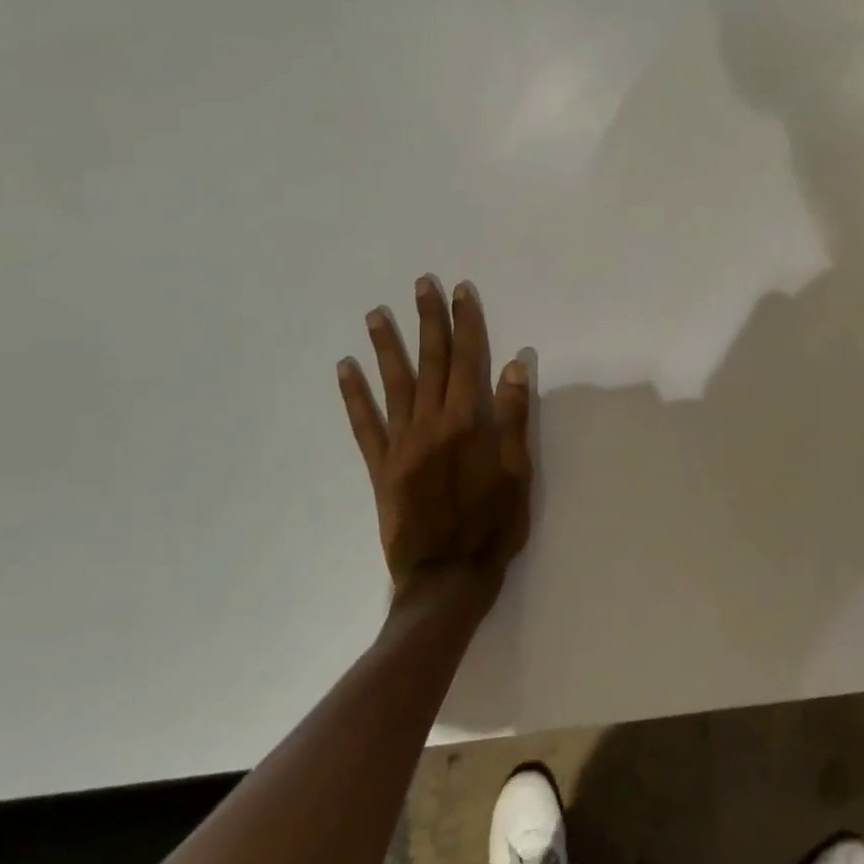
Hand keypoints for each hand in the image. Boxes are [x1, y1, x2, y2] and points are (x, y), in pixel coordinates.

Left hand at [337, 276, 532, 605]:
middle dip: (428, 320)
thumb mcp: (518, 472)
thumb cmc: (493, 525)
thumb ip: (513, 417)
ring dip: (386, 346)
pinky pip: (363, 425)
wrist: (446, 578)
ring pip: (393, 384)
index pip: (469, 359)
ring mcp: (401, 444)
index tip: (461, 291)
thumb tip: (514, 365)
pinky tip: (345, 369)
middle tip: (422, 284)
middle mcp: (431, 423)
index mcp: (467, 422)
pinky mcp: (380, 467)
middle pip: (431, 361)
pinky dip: (353, 395)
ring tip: (376, 314)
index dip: (466, 322)